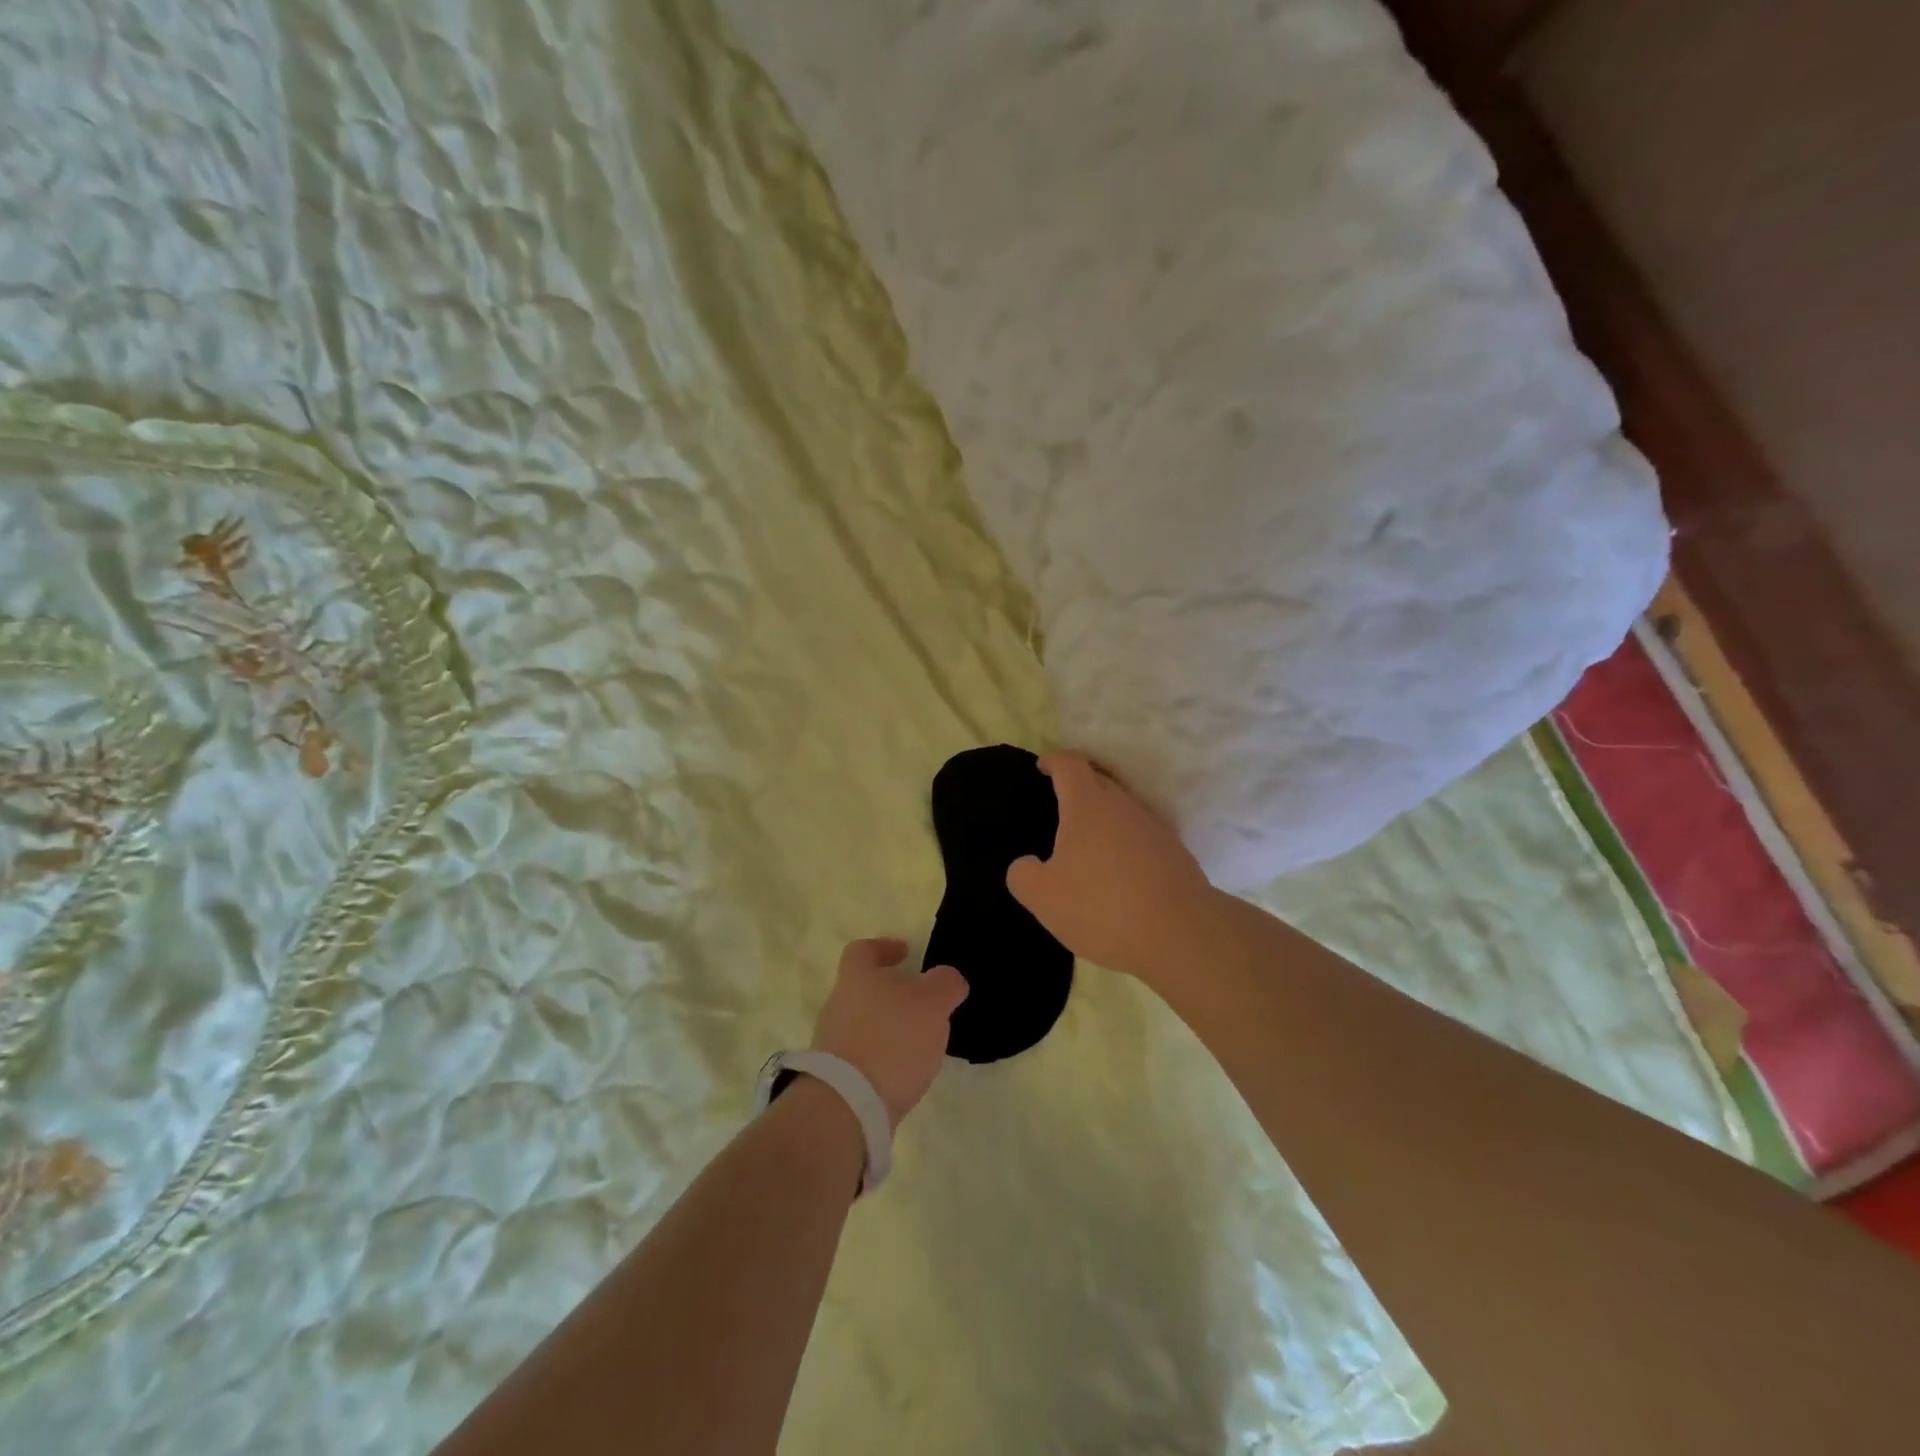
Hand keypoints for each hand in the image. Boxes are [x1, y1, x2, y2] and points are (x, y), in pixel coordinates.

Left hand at [810, 938, 968, 1127]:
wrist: (847, 1107)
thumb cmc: (892, 1041)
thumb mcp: (932, 1003)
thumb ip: (945, 984)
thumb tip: (947, 979)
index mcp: (856, 978)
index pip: (863, 950)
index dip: (884, 947)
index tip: (905, 953)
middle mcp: (838, 1004)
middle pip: (863, 988)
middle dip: (892, 992)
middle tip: (923, 1002)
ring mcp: (832, 1043)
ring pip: (864, 1023)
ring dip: (889, 1027)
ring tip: (920, 1041)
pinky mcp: (835, 1078)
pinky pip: (863, 1055)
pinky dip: (883, 1057)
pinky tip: (905, 1071)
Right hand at [1006, 752, 1218, 986]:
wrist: (1180, 933)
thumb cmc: (1101, 906)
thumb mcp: (1043, 897)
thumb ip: (1023, 875)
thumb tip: (1025, 865)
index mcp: (1087, 805)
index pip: (1070, 764)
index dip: (1053, 761)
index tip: (1042, 766)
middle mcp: (1123, 806)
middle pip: (1099, 780)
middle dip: (1078, 785)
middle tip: (1058, 804)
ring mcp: (1153, 828)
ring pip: (1122, 809)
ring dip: (1103, 817)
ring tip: (1085, 843)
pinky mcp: (1174, 853)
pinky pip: (1140, 835)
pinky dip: (1123, 842)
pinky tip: (1116, 870)